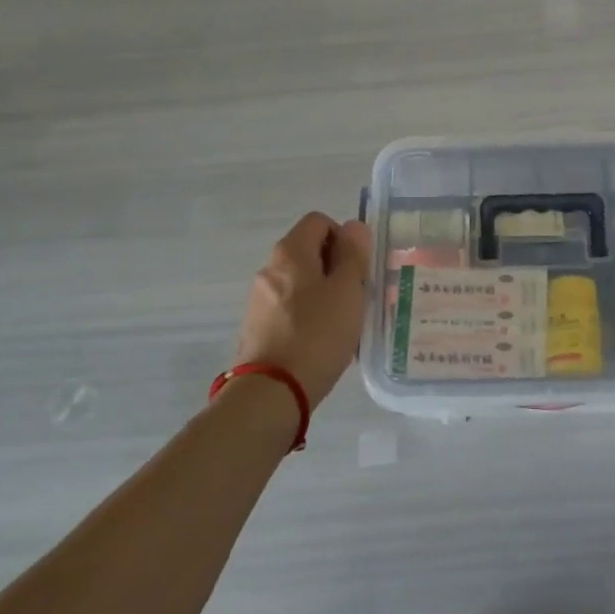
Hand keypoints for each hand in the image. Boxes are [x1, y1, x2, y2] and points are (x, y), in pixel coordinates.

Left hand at [233, 213, 372, 406]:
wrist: (271, 392)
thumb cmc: (317, 334)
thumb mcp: (347, 290)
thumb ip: (353, 255)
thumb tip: (353, 226)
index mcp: (290, 252)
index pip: (319, 221)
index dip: (344, 237)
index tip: (358, 268)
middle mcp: (269, 268)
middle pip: (308, 251)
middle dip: (335, 267)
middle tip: (356, 296)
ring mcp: (259, 299)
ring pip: (300, 282)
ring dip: (323, 293)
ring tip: (342, 324)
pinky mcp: (257, 327)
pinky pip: (289, 308)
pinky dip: (307, 315)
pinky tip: (321, 342)